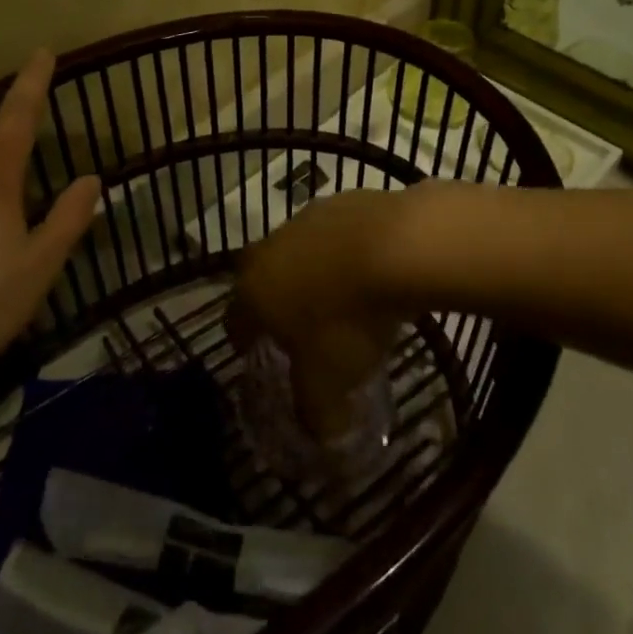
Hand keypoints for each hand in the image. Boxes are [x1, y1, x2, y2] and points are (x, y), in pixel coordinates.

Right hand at [232, 191, 408, 438]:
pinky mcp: (343, 200)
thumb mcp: (330, 383)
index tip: (258, 355)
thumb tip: (320, 433)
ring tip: (343, 299)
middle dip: (277, 302)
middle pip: (262, 279)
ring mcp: (306, 219)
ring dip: (313, 273)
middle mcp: (270, 248)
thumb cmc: (348, 319)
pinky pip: (336, 234)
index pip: (234, 321)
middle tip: (301, 328)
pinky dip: (346, 251)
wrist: (398, 246)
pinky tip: (372, 270)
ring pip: (299, 252)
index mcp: (254, 291)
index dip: (245, 342)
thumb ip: (316, 413)